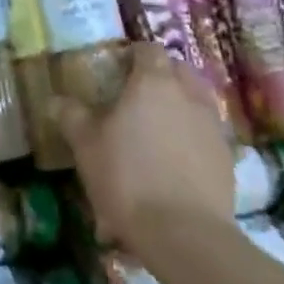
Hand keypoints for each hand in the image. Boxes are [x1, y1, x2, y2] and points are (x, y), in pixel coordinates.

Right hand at [55, 41, 233, 252]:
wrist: (185, 234)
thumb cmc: (128, 177)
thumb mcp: (86, 145)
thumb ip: (72, 116)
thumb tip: (55, 100)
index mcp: (153, 81)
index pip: (148, 49)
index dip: (133, 55)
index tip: (118, 69)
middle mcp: (188, 94)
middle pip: (178, 70)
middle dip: (161, 76)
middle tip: (138, 97)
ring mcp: (212, 125)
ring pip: (197, 100)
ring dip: (180, 105)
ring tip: (159, 129)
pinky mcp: (227, 158)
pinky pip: (207, 133)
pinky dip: (194, 136)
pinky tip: (177, 160)